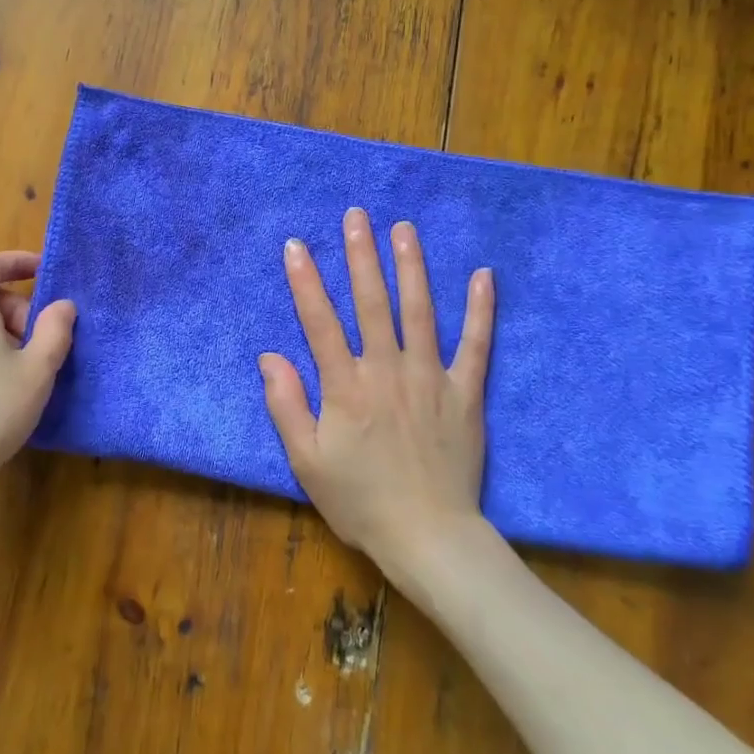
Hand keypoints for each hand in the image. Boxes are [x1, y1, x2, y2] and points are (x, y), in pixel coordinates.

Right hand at [259, 208, 493, 576]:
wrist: (429, 537)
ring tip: (404, 228)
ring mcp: (430, 378)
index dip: (305, 281)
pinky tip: (483, 275)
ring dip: (411, 266)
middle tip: (356, 215)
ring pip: (419, 311)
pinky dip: (480, 309)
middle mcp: (387, 370)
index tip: (297, 245)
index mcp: (346, 387)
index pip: (320, 322)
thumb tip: (270, 356)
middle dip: (361, 255)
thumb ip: (286, 405)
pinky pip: (476, 344)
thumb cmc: (360, 501)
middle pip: (371, 303)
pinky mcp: (465, 393)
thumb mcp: (307, 461)